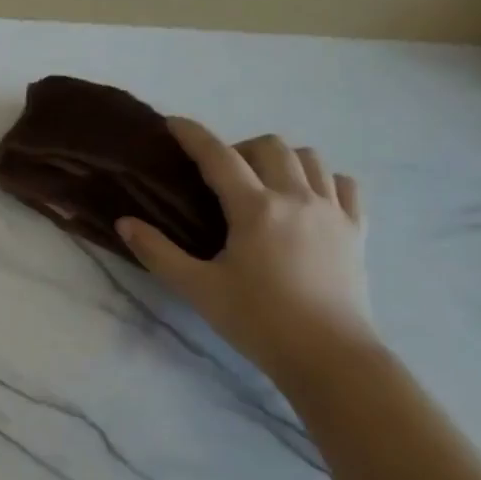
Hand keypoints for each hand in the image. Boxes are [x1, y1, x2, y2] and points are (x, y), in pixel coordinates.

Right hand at [116, 122, 378, 387]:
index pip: (218, 156)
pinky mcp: (356, 230)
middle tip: (220, 175)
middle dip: (239, 148)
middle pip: (269, 146)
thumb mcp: (198, 288)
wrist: (329, 356)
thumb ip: (158, 252)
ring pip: (309, 158)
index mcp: (255, 209)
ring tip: (263, 184)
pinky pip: (344, 185)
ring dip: (281, 159)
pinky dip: (322, 180)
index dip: (193, 134)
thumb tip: (125, 223)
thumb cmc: (258, 321)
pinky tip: (308, 199)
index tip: (174, 123)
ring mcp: (332, 211)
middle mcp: (296, 197)